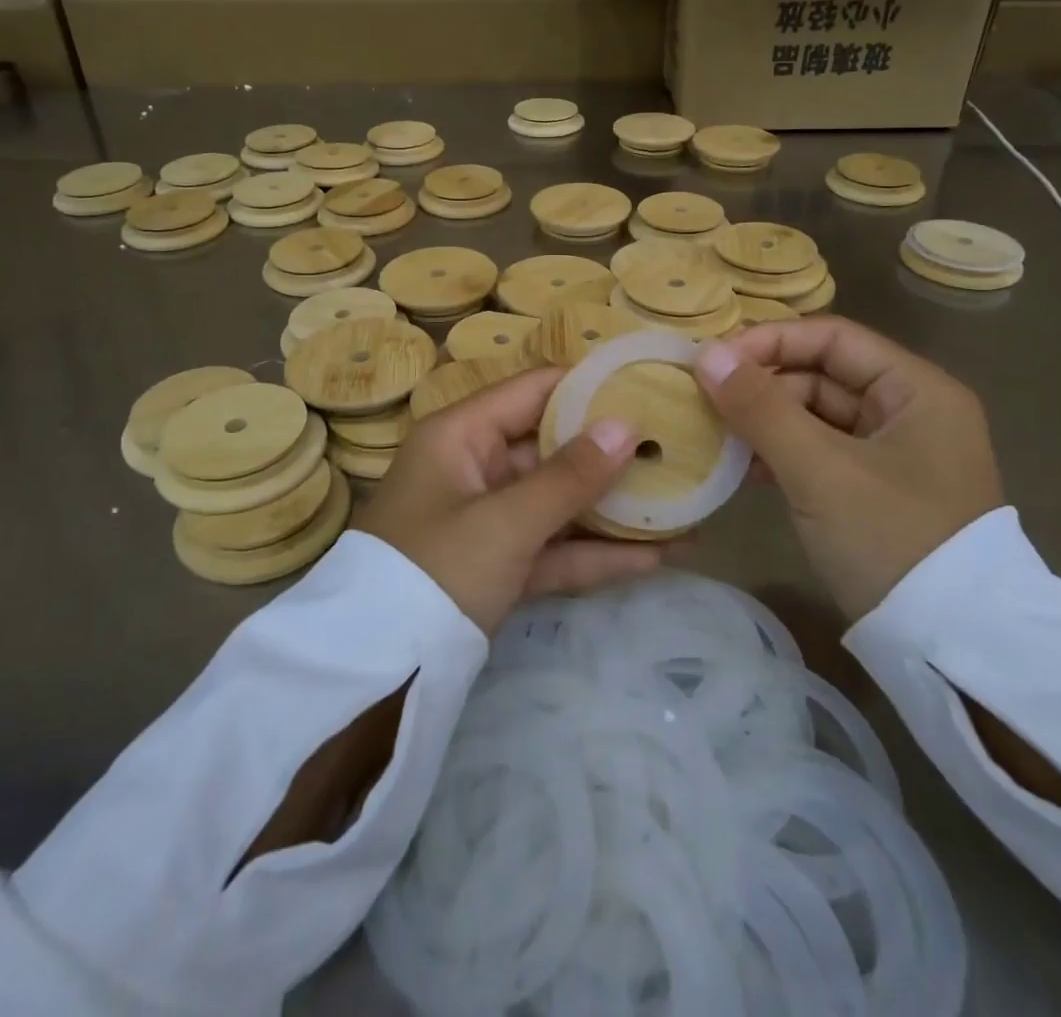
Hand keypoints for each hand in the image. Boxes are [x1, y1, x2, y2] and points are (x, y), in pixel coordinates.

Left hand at [354, 367, 660, 635]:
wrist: (377, 673)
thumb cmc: (436, 570)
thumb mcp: (505, 521)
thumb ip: (569, 477)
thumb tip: (627, 425)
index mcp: (463, 435)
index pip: (535, 391)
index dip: (590, 388)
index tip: (649, 389)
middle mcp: (476, 466)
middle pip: (553, 447)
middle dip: (613, 454)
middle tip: (679, 450)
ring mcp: (488, 518)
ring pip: (558, 501)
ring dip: (613, 509)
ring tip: (682, 504)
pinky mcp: (498, 565)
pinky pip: (553, 547)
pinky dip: (595, 554)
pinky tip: (656, 557)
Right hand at [694, 317, 1003, 620]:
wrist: (949, 651)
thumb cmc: (890, 539)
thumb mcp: (820, 469)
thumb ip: (760, 407)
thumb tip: (705, 354)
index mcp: (916, 390)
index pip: (833, 337)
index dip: (771, 341)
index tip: (713, 360)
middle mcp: (910, 411)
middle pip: (823, 375)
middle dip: (763, 385)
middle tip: (705, 400)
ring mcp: (893, 454)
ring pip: (816, 416)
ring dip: (766, 421)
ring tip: (716, 434)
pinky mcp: (875, 490)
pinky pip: (819, 453)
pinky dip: (782, 454)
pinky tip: (744, 468)